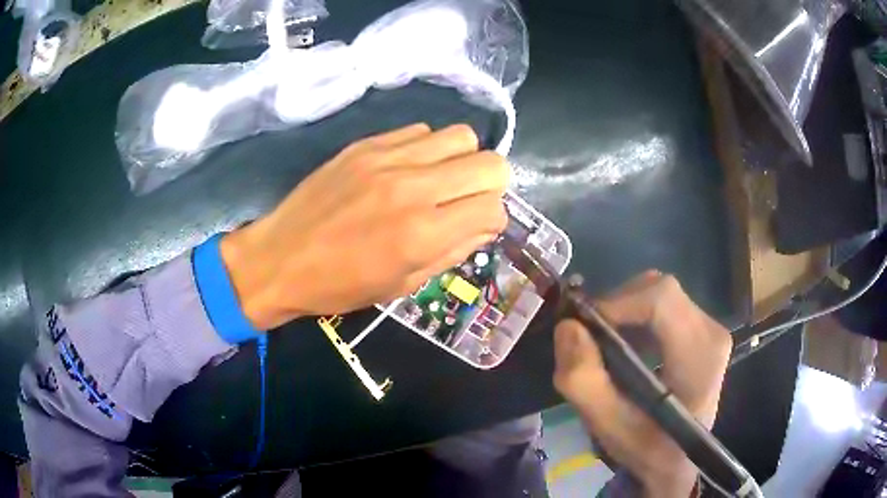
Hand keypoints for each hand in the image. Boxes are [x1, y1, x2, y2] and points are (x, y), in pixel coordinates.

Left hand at [219, 123, 508, 329]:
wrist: (280, 259)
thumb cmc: (340, 285)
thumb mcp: (403, 285)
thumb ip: (452, 251)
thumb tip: (483, 224)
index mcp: (422, 233)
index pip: (494, 207)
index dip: (493, 219)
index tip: (476, 226)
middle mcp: (412, 187)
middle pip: (491, 162)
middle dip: (490, 185)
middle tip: (466, 200)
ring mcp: (387, 158)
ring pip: (461, 136)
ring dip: (461, 160)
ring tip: (438, 180)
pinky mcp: (366, 144)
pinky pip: (420, 130)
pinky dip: (427, 149)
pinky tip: (407, 169)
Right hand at [553, 272, 731, 497]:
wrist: (678, 462)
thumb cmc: (648, 449)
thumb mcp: (609, 427)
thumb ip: (585, 382)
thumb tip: (568, 327)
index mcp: (700, 357)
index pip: (662, 300)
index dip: (618, 303)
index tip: (585, 326)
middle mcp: (712, 332)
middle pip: (659, 290)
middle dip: (617, 306)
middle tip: (589, 337)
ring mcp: (711, 328)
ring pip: (660, 292)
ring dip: (625, 310)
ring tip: (605, 344)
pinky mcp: (703, 330)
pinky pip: (665, 305)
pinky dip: (637, 316)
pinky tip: (625, 345)